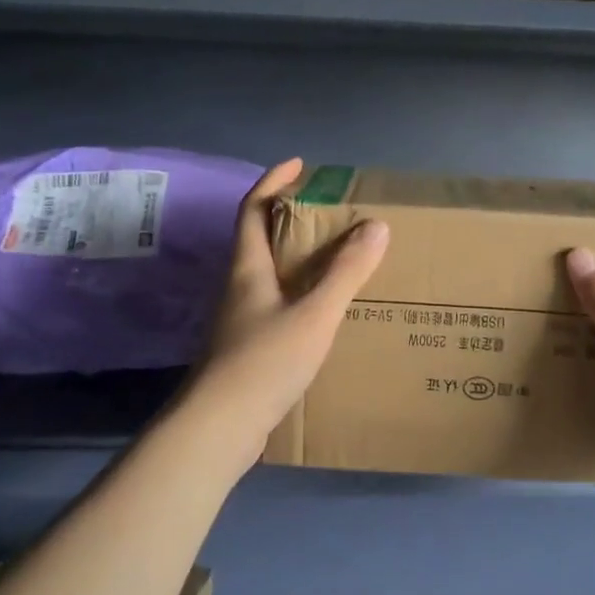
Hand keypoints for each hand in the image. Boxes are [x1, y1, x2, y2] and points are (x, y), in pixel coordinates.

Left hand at [182, 158, 388, 466]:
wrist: (218, 429)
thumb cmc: (263, 362)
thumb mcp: (315, 313)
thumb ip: (346, 272)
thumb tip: (376, 225)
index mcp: (248, 268)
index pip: (253, 208)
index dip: (273, 181)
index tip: (300, 165)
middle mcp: (238, 287)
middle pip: (260, 239)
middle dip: (291, 219)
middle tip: (330, 215)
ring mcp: (239, 320)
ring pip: (269, 275)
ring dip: (297, 259)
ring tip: (336, 259)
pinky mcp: (245, 349)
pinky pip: (276, 306)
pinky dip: (299, 295)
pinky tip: (323, 313)